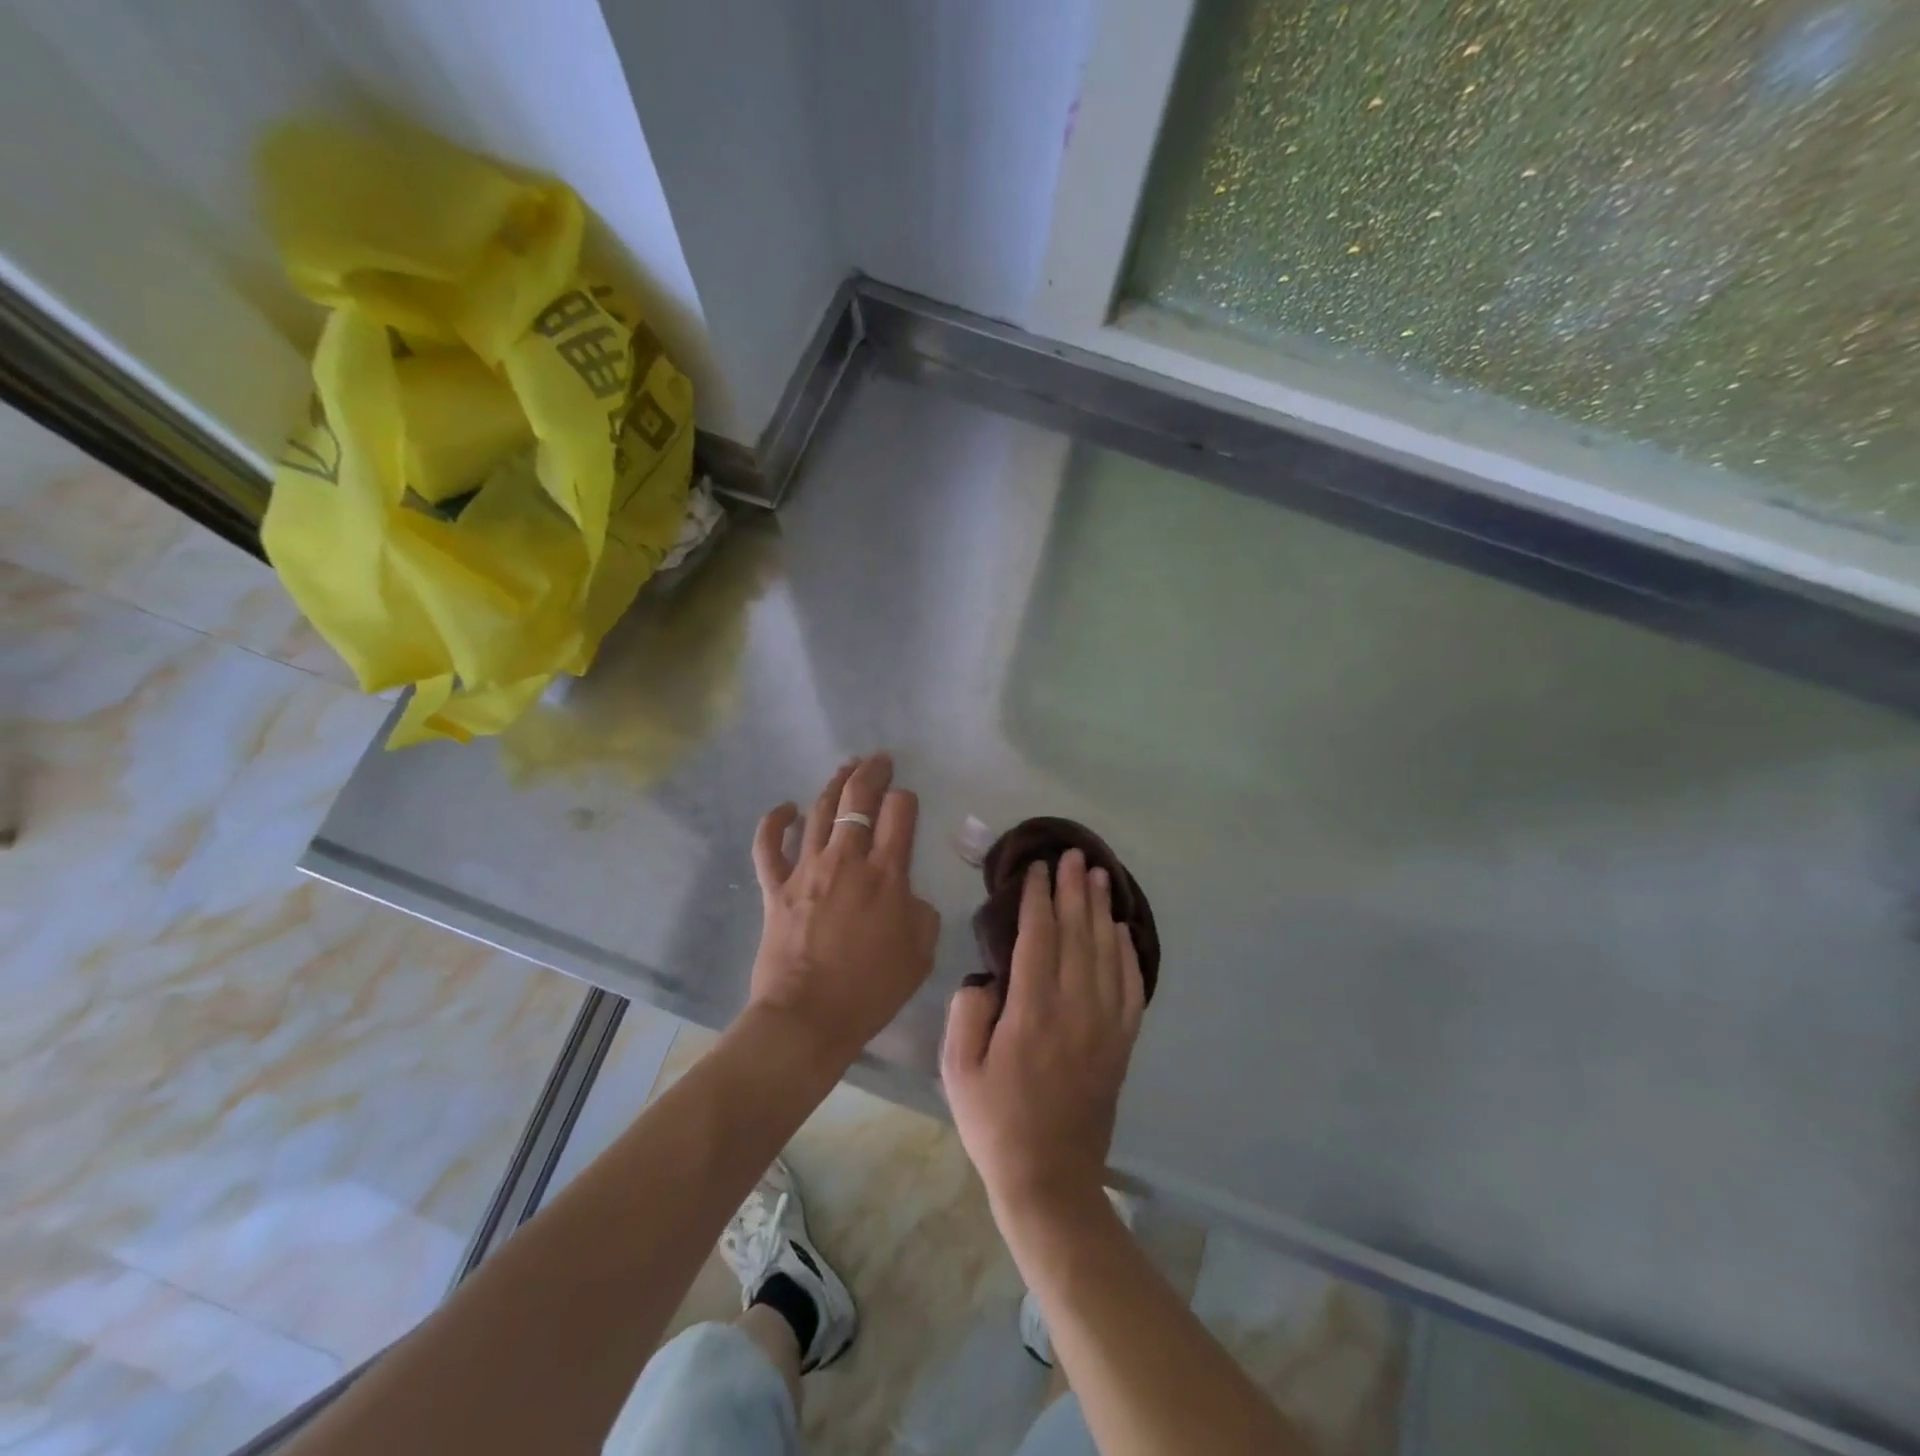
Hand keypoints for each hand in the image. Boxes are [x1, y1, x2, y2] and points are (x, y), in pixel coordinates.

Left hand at [748, 754, 940, 1067]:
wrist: (808, 1017)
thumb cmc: (871, 989)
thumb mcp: (920, 953)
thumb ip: (921, 913)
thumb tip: (906, 895)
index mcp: (886, 874)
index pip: (899, 813)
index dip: (905, 800)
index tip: (906, 802)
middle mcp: (846, 860)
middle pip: (858, 799)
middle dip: (872, 773)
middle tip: (879, 759)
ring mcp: (806, 869)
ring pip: (819, 811)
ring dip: (834, 785)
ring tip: (846, 768)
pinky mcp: (775, 886)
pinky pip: (769, 845)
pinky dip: (775, 822)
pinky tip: (785, 808)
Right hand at [941, 849, 1145, 1220]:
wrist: (1049, 1178)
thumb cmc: (995, 1121)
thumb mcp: (958, 1069)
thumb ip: (968, 1012)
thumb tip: (987, 977)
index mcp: (1032, 1011)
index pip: (1038, 937)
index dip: (1039, 898)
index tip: (1038, 869)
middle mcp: (1074, 1008)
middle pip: (1077, 934)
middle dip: (1073, 890)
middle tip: (1073, 855)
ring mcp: (1104, 1025)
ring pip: (1105, 952)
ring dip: (1101, 910)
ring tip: (1099, 876)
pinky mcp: (1121, 1043)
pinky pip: (1129, 986)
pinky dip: (1126, 952)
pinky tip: (1121, 930)